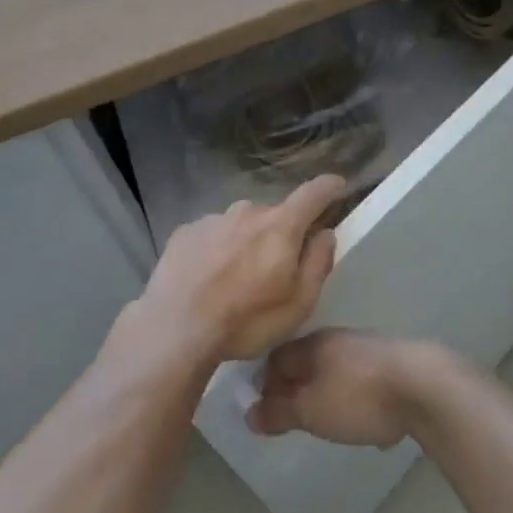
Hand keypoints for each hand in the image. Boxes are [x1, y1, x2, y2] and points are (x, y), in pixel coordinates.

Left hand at [141, 176, 344, 362]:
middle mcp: (247, 211)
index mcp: (280, 226)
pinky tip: (208, 279)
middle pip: (274, 216)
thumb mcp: (298, 304)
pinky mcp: (186, 231)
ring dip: (246, 244)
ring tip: (235, 281)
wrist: (175, 326)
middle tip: (274, 270)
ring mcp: (213, 218)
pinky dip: (217, 251)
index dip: (329, 188)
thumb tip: (325, 233)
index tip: (338, 186)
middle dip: (280, 235)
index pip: (312, 194)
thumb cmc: (246, 320)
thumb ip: (317, 262)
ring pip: (241, 225)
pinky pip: (213, 235)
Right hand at [246, 330, 440, 447]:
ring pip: (335, 370)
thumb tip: (248, 414)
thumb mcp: (311, 411)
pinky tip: (367, 423)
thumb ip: (279, 412)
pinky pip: (363, 382)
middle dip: (296, 388)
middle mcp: (336, 340)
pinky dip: (356, 399)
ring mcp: (367, 350)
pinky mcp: (393, 365)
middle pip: (305, 362)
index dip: (264, 383)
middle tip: (293, 419)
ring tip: (327, 423)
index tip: (264, 411)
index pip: (275, 358)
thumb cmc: (357, 397)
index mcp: (311, 345)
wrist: (424, 386)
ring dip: (326, 393)